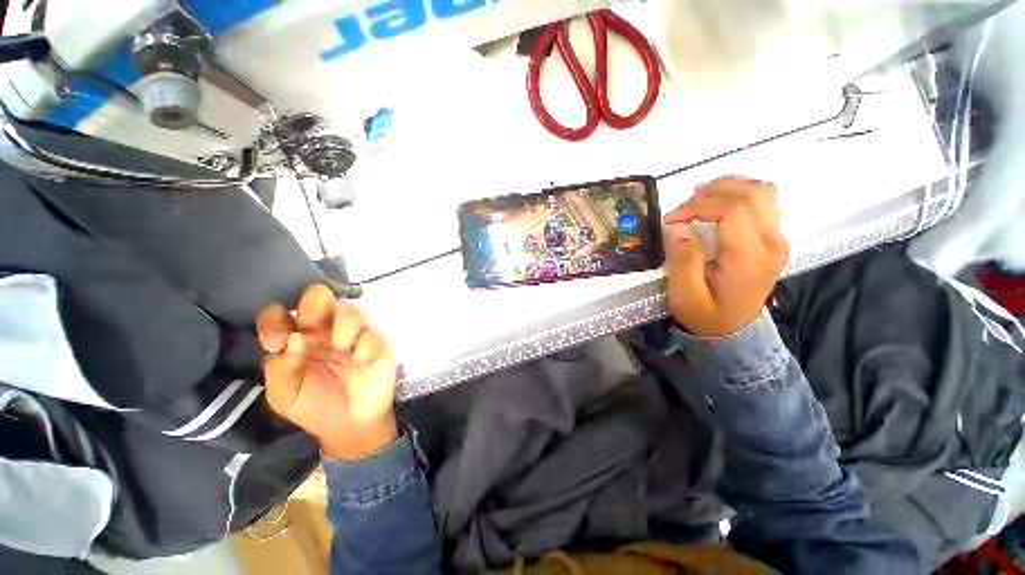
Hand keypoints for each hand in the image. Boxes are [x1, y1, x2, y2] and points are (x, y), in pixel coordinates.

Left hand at [257, 284, 398, 459]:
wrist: (351, 425)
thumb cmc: (313, 407)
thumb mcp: (284, 395)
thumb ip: (280, 368)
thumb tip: (293, 339)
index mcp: (296, 339)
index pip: (279, 315)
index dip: (274, 320)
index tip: (276, 343)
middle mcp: (324, 331)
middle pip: (319, 297)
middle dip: (314, 306)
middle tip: (312, 327)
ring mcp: (353, 335)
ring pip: (351, 309)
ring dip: (344, 324)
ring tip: (342, 347)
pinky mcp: (378, 343)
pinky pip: (374, 333)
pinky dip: (367, 344)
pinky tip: (362, 361)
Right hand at [662, 176, 788, 337]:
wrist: (732, 330)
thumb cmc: (705, 314)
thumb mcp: (685, 294)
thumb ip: (683, 259)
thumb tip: (679, 225)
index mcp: (749, 258)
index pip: (734, 210)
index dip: (699, 205)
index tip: (672, 218)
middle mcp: (771, 244)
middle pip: (754, 194)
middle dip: (714, 190)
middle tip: (685, 203)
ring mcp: (776, 240)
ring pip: (763, 192)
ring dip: (731, 186)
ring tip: (701, 194)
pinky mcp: (773, 239)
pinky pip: (763, 203)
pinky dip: (739, 194)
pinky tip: (718, 201)